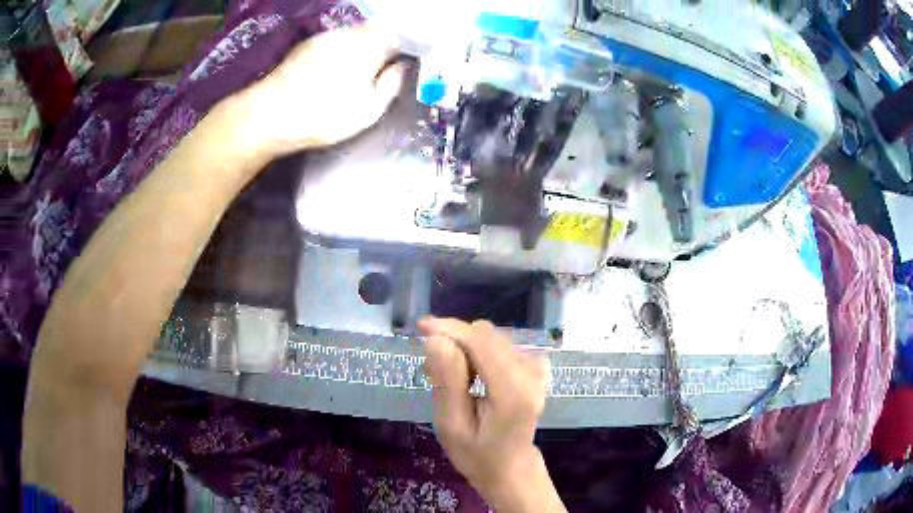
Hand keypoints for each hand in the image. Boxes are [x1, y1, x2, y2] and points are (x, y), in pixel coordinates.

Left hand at [240, 24, 405, 158]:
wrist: (268, 115)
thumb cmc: (323, 116)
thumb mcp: (368, 110)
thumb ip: (391, 85)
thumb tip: (401, 67)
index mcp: (370, 45)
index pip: (400, 34)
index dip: (409, 45)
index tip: (410, 60)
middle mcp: (349, 33)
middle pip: (376, 31)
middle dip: (384, 45)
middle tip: (385, 68)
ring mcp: (325, 36)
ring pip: (354, 35)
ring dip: (361, 48)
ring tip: (358, 72)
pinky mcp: (306, 45)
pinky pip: (334, 42)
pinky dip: (341, 52)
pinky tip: (333, 72)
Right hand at [419, 317, 565, 512]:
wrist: (510, 468)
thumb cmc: (476, 454)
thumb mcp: (452, 425)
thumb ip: (447, 381)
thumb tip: (436, 339)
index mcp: (513, 390)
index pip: (481, 341)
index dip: (450, 329)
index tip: (420, 326)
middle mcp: (531, 373)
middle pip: (487, 335)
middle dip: (455, 342)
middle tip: (432, 370)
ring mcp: (537, 370)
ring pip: (492, 338)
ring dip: (466, 349)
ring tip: (451, 380)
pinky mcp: (536, 369)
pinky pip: (501, 346)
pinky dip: (480, 353)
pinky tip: (471, 376)